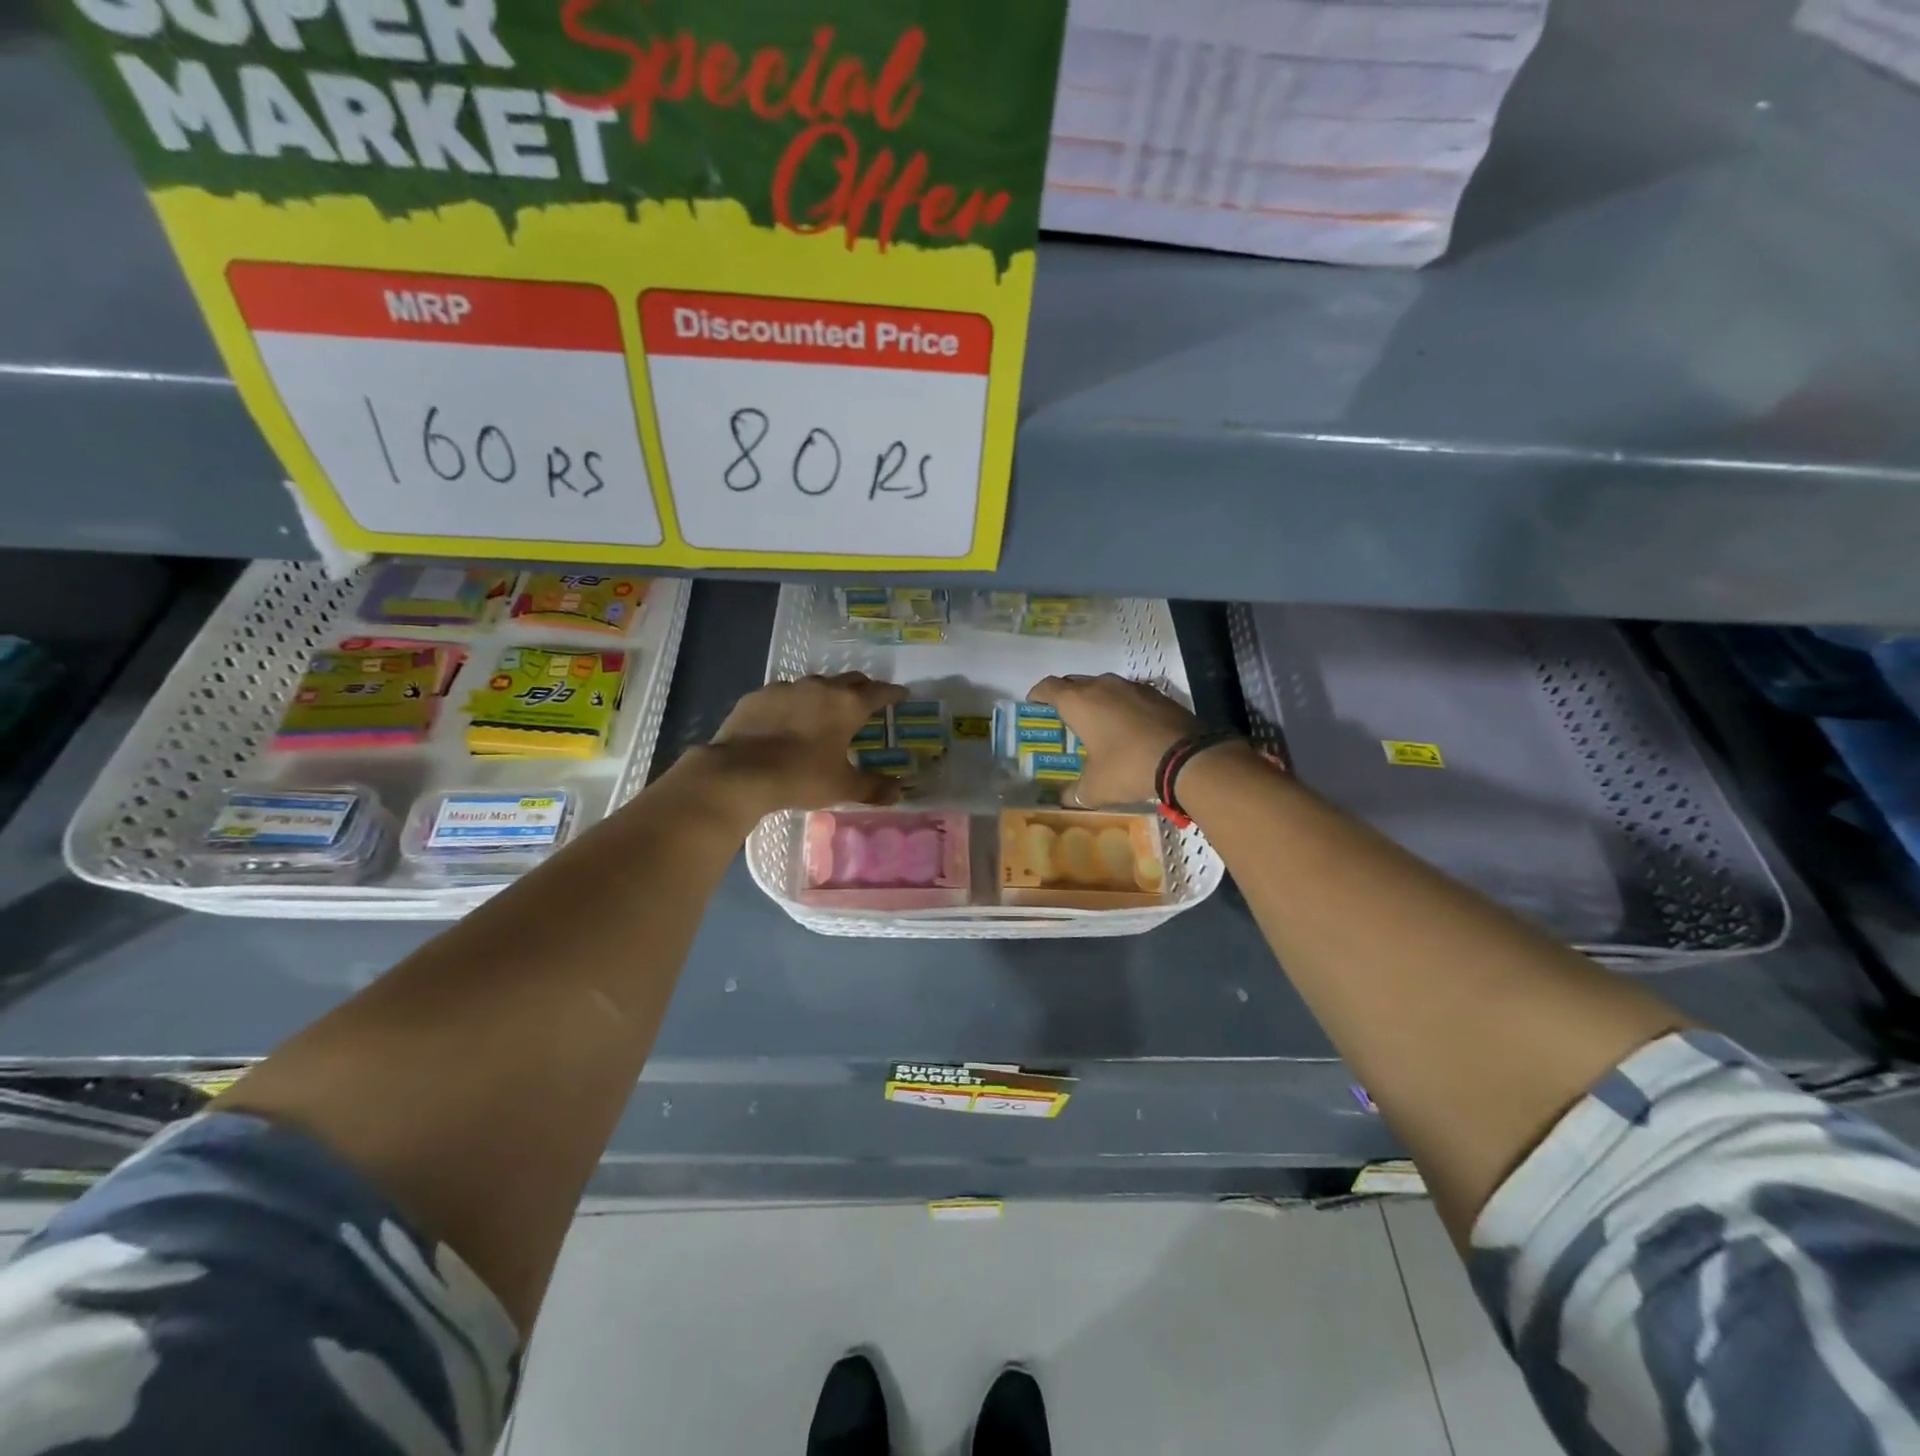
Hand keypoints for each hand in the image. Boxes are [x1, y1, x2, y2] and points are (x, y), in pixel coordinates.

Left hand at [697, 673, 908, 820]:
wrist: (740, 772)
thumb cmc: (801, 777)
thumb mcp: (842, 787)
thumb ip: (873, 787)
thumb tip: (898, 792)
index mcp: (847, 705)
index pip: (879, 692)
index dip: (893, 694)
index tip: (901, 695)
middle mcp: (820, 688)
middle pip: (849, 680)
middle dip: (862, 689)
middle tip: (866, 703)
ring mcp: (786, 688)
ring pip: (815, 684)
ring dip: (825, 695)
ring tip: (824, 712)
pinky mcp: (758, 696)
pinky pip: (783, 695)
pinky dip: (793, 704)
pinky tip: (786, 721)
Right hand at [1028, 673, 1199, 807]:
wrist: (1187, 758)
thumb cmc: (1128, 766)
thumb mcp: (1096, 788)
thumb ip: (1075, 793)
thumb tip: (1065, 800)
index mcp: (1078, 701)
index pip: (1047, 687)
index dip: (1037, 696)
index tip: (1034, 708)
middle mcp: (1101, 685)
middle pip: (1075, 683)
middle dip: (1066, 698)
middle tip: (1065, 721)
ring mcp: (1132, 686)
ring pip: (1104, 687)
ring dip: (1097, 701)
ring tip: (1098, 725)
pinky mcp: (1157, 694)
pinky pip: (1129, 696)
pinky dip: (1122, 707)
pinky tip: (1129, 729)